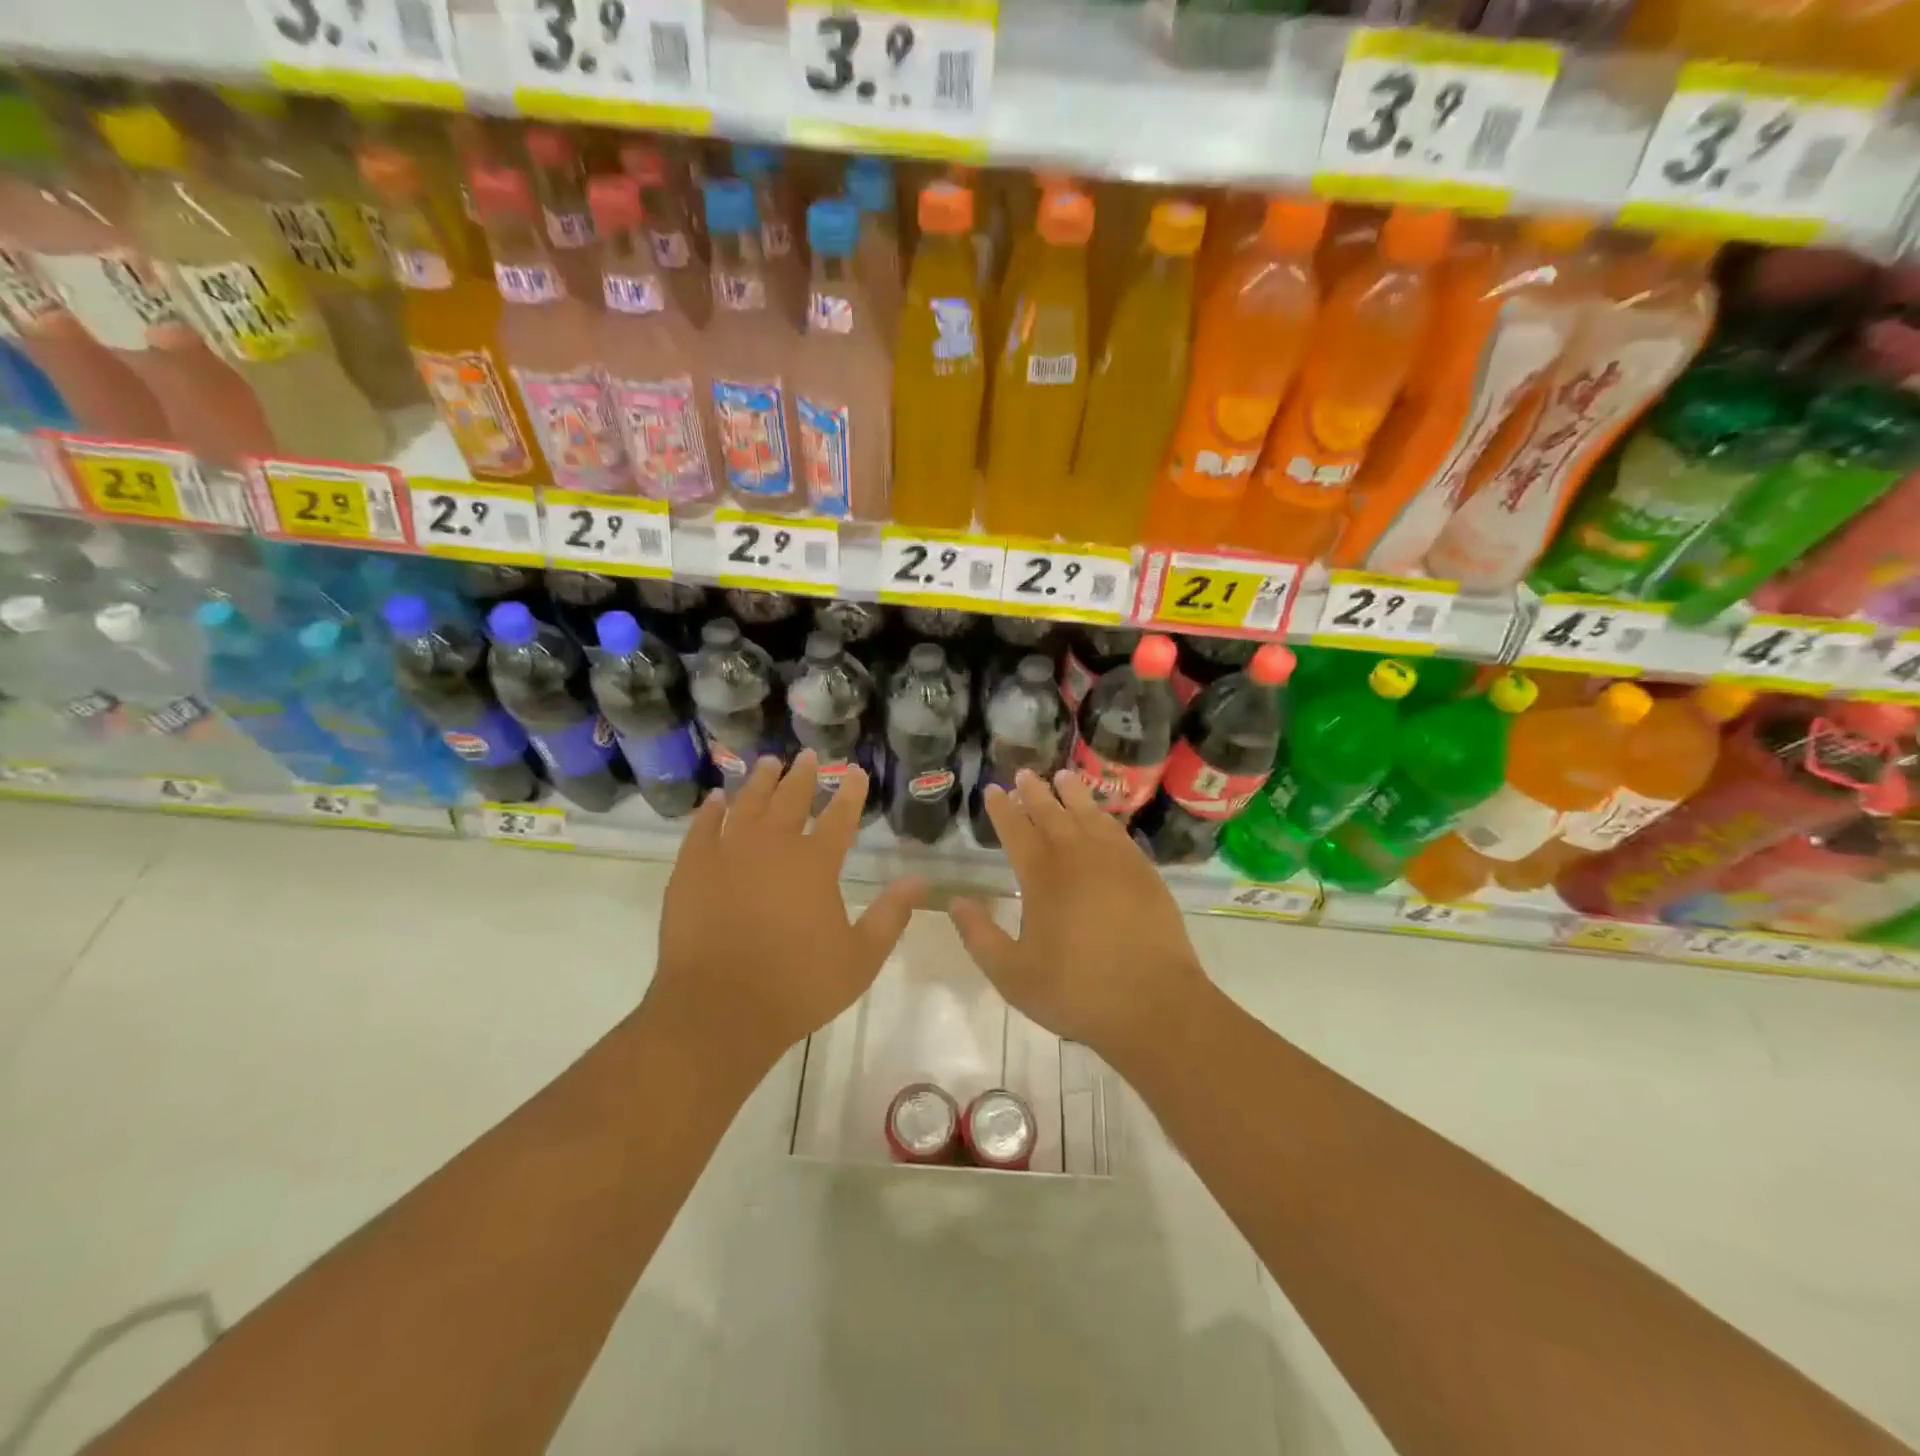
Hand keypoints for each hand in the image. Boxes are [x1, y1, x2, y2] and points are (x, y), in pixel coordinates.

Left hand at [647, 751, 924, 1077]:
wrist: (718, 1011)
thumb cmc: (797, 987)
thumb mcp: (860, 958)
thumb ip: (891, 916)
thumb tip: (919, 880)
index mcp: (815, 864)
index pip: (840, 816)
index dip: (850, 792)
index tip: (856, 772)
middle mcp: (773, 846)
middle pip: (791, 799)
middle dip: (804, 775)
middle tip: (809, 756)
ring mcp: (728, 854)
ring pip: (747, 804)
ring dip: (760, 782)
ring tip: (769, 763)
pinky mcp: (692, 870)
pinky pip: (702, 829)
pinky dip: (711, 811)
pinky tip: (716, 800)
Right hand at [947, 770, 1208, 1067]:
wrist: (1154, 1004)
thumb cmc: (1076, 991)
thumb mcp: (1012, 975)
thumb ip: (979, 936)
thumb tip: (956, 901)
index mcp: (1042, 877)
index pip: (1016, 830)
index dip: (1002, 809)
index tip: (992, 790)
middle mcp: (1077, 857)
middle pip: (1052, 813)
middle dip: (1034, 792)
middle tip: (1024, 774)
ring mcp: (1115, 861)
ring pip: (1089, 815)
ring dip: (1072, 793)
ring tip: (1063, 776)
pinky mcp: (1144, 872)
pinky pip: (1118, 831)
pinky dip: (1105, 816)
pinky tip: (1102, 816)